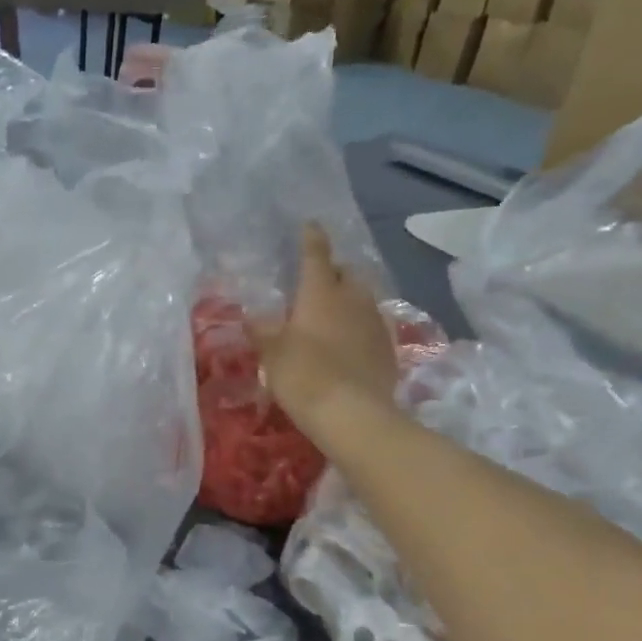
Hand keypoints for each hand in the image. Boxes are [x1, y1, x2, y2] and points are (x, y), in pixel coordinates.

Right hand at [251, 222, 400, 433]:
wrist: (352, 414)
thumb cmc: (304, 375)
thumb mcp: (272, 354)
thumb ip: (263, 332)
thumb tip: (253, 317)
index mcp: (321, 292)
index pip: (315, 256)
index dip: (311, 239)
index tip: (310, 226)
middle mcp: (353, 299)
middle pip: (347, 274)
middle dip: (334, 273)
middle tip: (318, 282)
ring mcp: (375, 323)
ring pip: (363, 299)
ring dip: (349, 301)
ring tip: (333, 313)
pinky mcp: (388, 348)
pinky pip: (372, 326)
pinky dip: (359, 327)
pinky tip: (349, 343)